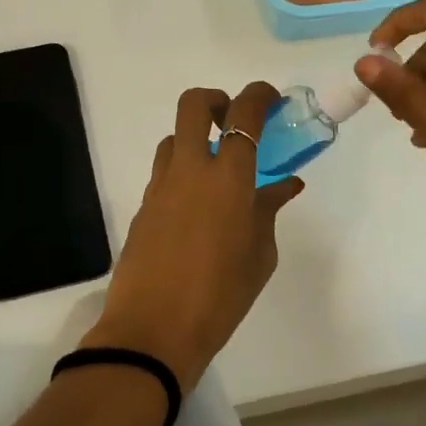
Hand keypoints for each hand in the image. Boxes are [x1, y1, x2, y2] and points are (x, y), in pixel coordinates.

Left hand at [84, 83, 302, 389]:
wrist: (153, 330)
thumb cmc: (221, 295)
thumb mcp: (259, 255)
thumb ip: (269, 211)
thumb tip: (283, 186)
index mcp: (227, 177)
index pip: (243, 114)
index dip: (259, 95)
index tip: (271, 98)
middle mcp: (189, 169)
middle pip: (193, 105)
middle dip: (216, 100)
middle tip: (233, 123)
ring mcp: (159, 186)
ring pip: (172, 138)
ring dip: (194, 141)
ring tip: (215, 173)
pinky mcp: (142, 207)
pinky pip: (163, 173)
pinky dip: (182, 174)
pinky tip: (197, 210)